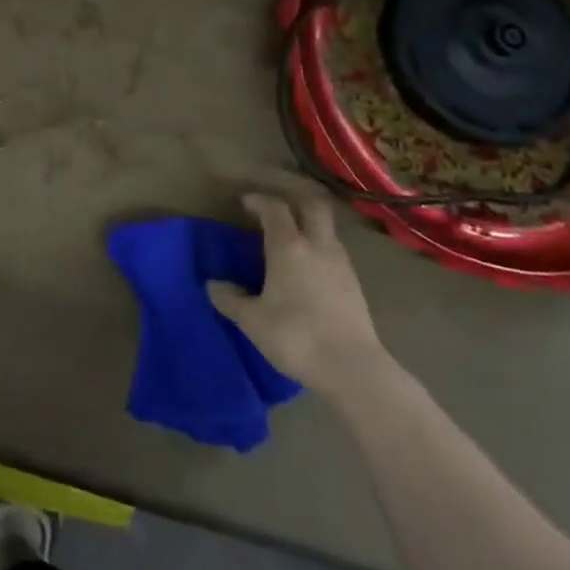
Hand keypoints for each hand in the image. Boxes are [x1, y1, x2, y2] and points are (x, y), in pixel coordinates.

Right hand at [207, 194, 387, 394]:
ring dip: (310, 229)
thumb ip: (230, 299)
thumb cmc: (295, 336)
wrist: (352, 368)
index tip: (245, 203)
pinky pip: (336, 255)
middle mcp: (318, 246)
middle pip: (312, 207)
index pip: (275, 208)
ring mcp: (342, 265)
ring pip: (327, 231)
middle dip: (294, 204)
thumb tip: (213, 285)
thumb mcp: (252, 320)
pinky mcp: (356, 286)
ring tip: (292, 246)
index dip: (259, 201)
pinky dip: (321, 253)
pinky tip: (310, 274)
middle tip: (275, 215)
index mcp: (289, 246)